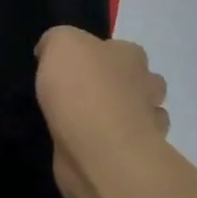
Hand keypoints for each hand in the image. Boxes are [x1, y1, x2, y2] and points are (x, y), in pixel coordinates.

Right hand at [34, 27, 170, 197]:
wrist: (99, 148)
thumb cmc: (81, 89)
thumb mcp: (60, 44)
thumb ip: (57, 40)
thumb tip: (50, 52)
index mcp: (131, 57)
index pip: (124, 49)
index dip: (102, 55)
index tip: (76, 67)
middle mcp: (146, 87)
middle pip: (141, 82)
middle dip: (122, 87)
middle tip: (85, 95)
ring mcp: (146, 125)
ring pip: (140, 115)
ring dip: (122, 117)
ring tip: (86, 123)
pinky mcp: (133, 157)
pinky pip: (125, 146)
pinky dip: (112, 145)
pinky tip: (88, 145)